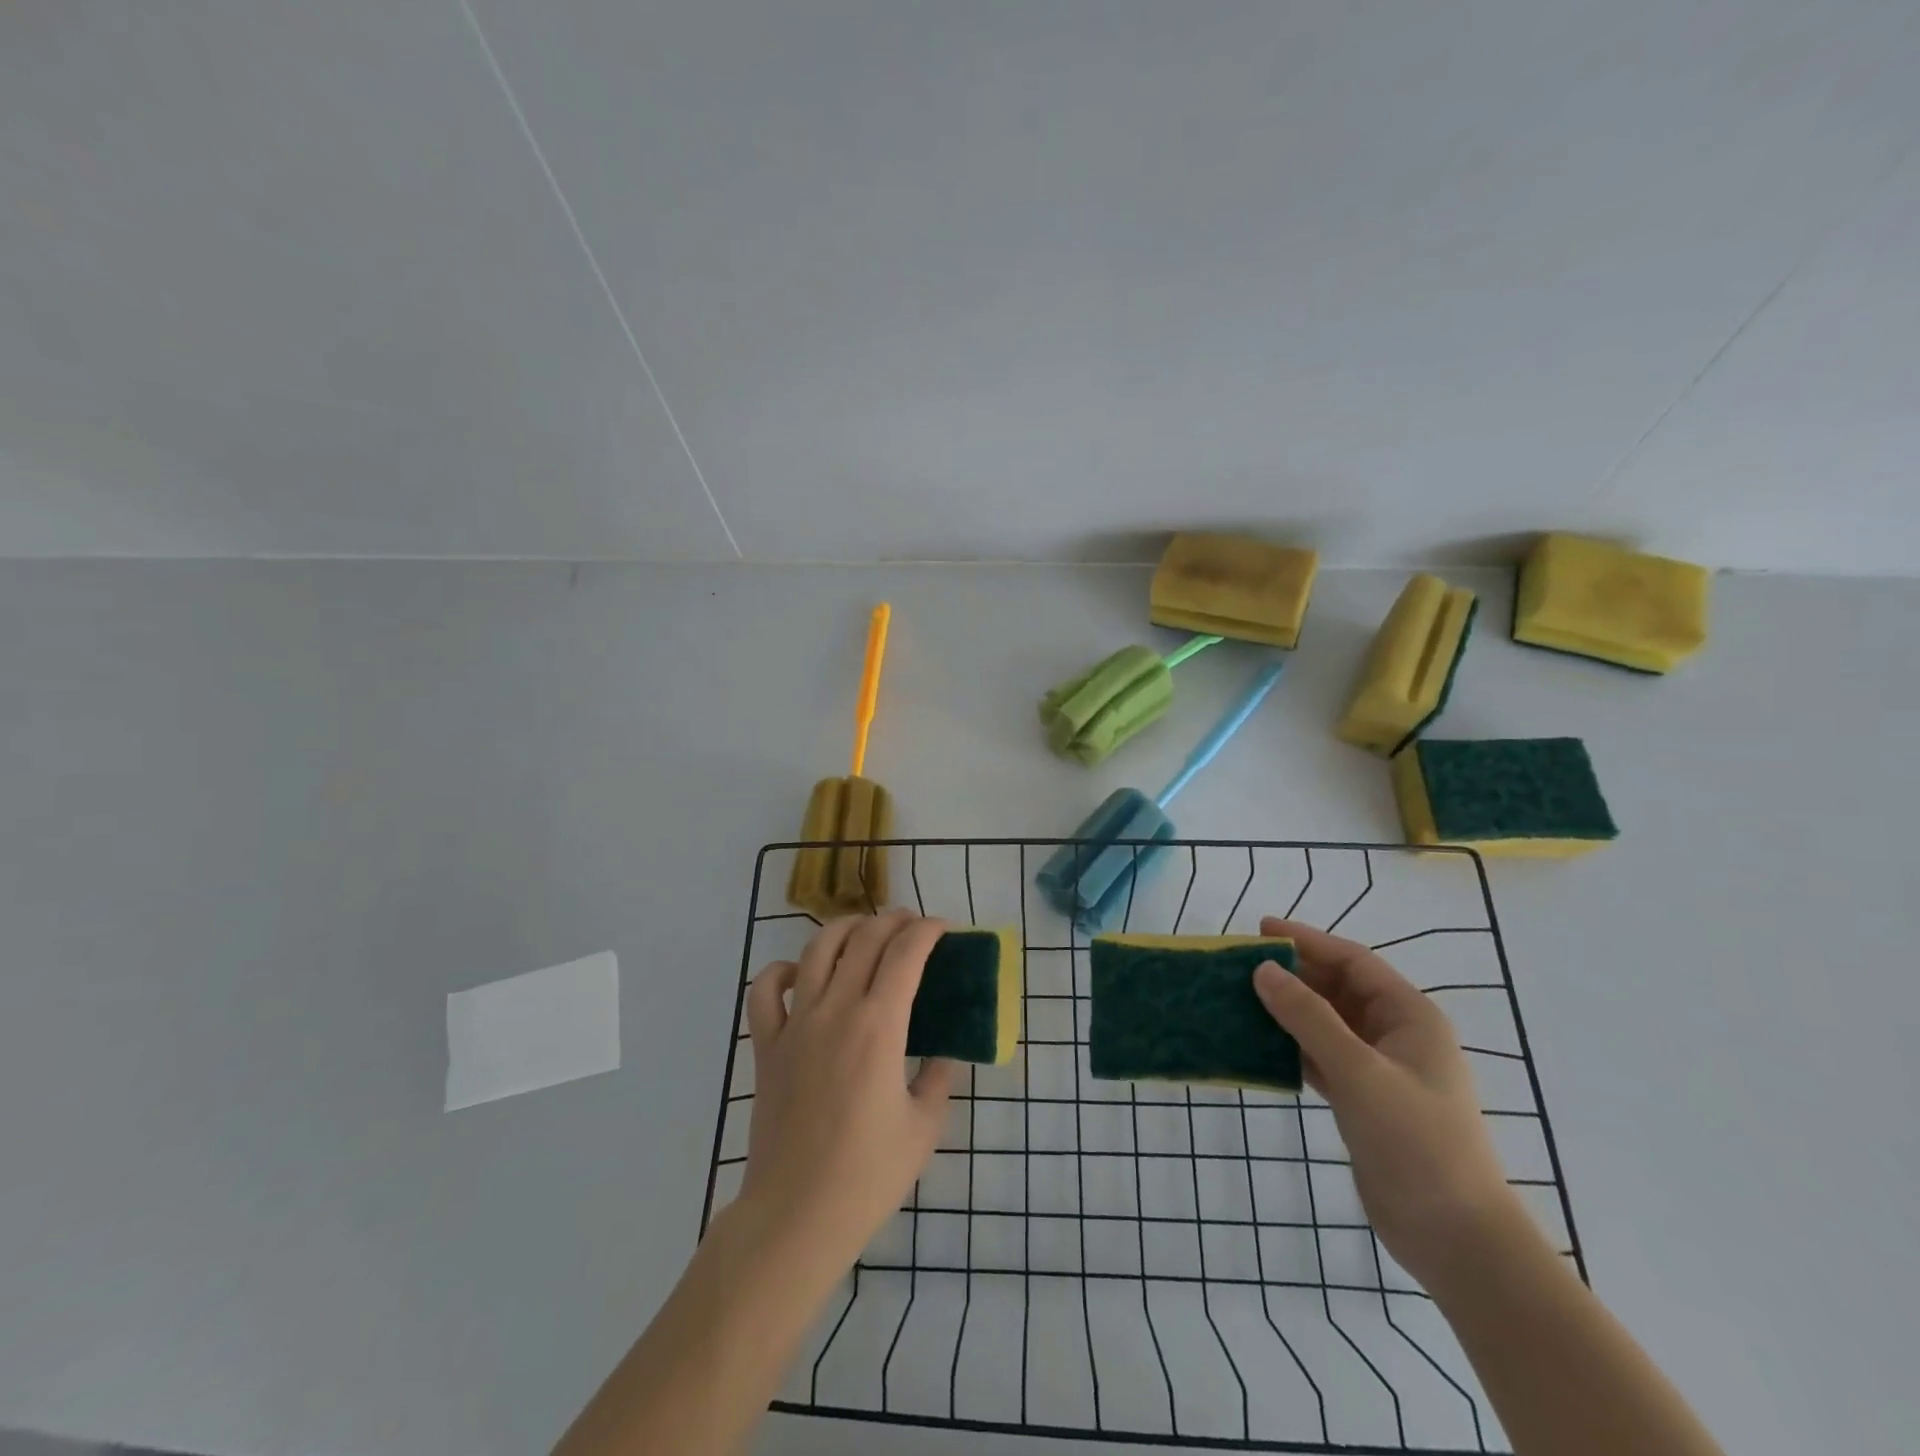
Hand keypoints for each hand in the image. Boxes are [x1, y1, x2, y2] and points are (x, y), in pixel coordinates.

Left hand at [738, 911, 955, 1273]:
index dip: (928, 931)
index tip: (944, 929)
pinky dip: (784, 970)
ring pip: (817, 949)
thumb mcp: (924, 1127)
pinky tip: (804, 974)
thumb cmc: (868, 1176)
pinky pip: (766, 990)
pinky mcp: (767, 1045)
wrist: (796, 1216)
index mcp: (879, 1027)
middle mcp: (836, 1011)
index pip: (906, 953)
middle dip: (893, 921)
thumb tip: (945, 1051)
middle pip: (864, 939)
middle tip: (912, 926)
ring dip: (845, 929)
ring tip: (865, 932)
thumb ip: (939, 1077)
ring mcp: (795, 1025)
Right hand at [1251, 916, 1527, 1291]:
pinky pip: (1320, 1056)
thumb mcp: (1359, 1071)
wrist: (1455, 1238)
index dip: (1307, 941)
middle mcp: (1396, 1035)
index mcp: (1410, 1016)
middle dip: (1293, 974)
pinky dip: (1291, 1046)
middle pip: (1338, 988)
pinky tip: (1257, 1044)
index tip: (1260, 930)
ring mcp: (1380, 1070)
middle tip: (1241, 965)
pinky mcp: (1364, 1101)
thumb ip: (1308, 1017)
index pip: (1353, 961)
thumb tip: (1263, 970)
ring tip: (1240, 998)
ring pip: (1326, 1023)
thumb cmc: (1416, 1141)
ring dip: (1287, 1010)